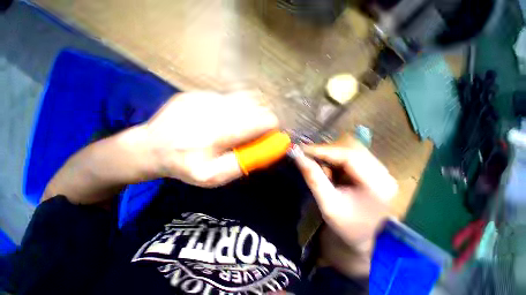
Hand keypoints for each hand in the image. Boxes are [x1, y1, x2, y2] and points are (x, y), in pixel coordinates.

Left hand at [139, 91, 278, 186]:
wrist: (150, 147)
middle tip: (256, 131)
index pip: (260, 121)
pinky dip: (235, 107)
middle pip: (255, 106)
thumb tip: (270, 148)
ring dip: (251, 111)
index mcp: (217, 135)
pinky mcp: (197, 92)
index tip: (273, 133)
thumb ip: (244, 163)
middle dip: (262, 118)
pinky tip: (223, 119)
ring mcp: (204, 97)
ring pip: (244, 97)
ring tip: (242, 125)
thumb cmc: (185, 166)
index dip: (272, 126)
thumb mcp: (214, 176)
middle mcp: (213, 110)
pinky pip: (228, 96)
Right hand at [294, 139, 397, 247]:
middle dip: (326, 151)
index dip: (324, 150)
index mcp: (377, 184)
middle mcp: (383, 173)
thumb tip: (298, 156)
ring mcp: (380, 170)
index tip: (303, 149)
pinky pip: (351, 155)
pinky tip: (329, 168)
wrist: (363, 238)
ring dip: (331, 154)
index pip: (349, 156)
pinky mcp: (374, 170)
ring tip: (318, 164)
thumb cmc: (346, 226)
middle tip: (307, 155)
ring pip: (350, 149)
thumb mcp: (327, 204)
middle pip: (351, 149)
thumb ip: (313, 178)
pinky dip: (335, 158)